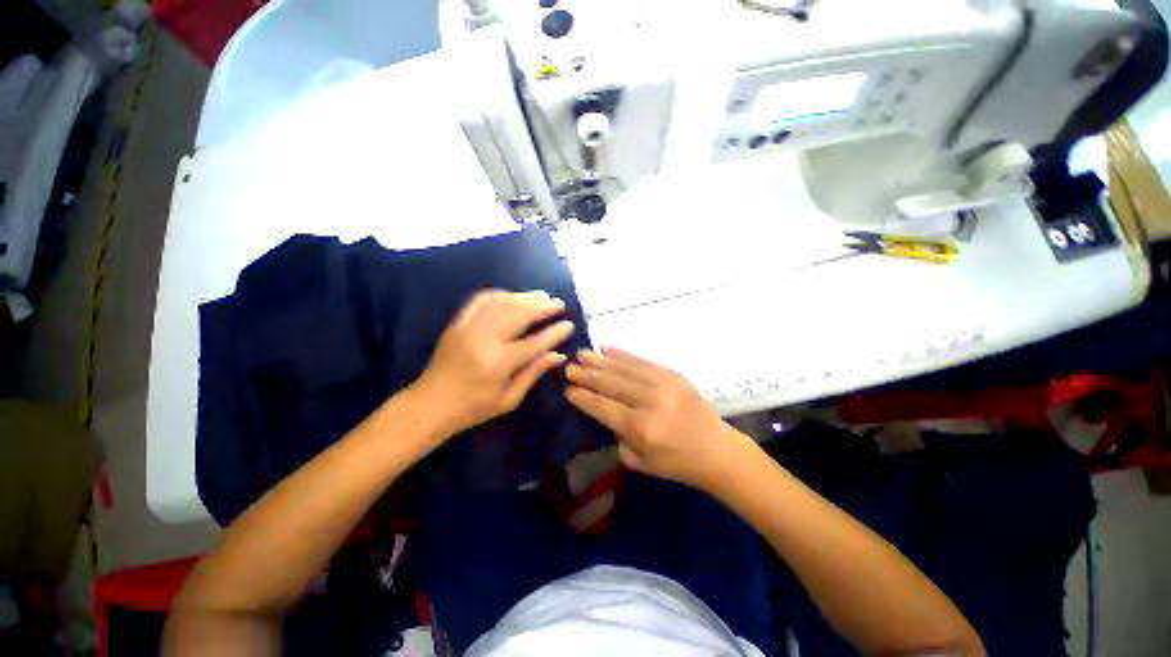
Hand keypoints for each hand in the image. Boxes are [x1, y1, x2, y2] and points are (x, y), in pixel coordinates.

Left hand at [411, 290, 574, 437]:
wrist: (430, 404)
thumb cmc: (473, 408)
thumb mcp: (509, 399)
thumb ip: (534, 373)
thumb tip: (559, 355)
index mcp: (499, 363)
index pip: (535, 342)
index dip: (554, 332)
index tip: (569, 324)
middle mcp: (484, 340)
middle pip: (519, 314)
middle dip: (542, 307)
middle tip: (558, 304)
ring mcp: (469, 328)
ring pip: (502, 303)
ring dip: (525, 297)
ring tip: (542, 296)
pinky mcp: (457, 323)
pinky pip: (480, 300)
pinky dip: (499, 294)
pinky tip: (512, 295)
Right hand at [565, 347, 748, 489]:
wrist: (717, 450)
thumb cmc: (677, 463)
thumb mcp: (640, 461)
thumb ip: (618, 435)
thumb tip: (601, 409)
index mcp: (641, 428)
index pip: (603, 407)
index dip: (584, 397)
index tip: (568, 388)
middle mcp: (650, 402)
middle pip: (611, 384)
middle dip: (587, 375)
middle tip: (569, 367)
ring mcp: (664, 384)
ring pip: (624, 368)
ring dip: (600, 360)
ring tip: (582, 353)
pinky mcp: (674, 374)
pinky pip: (643, 360)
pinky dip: (622, 354)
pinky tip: (605, 348)